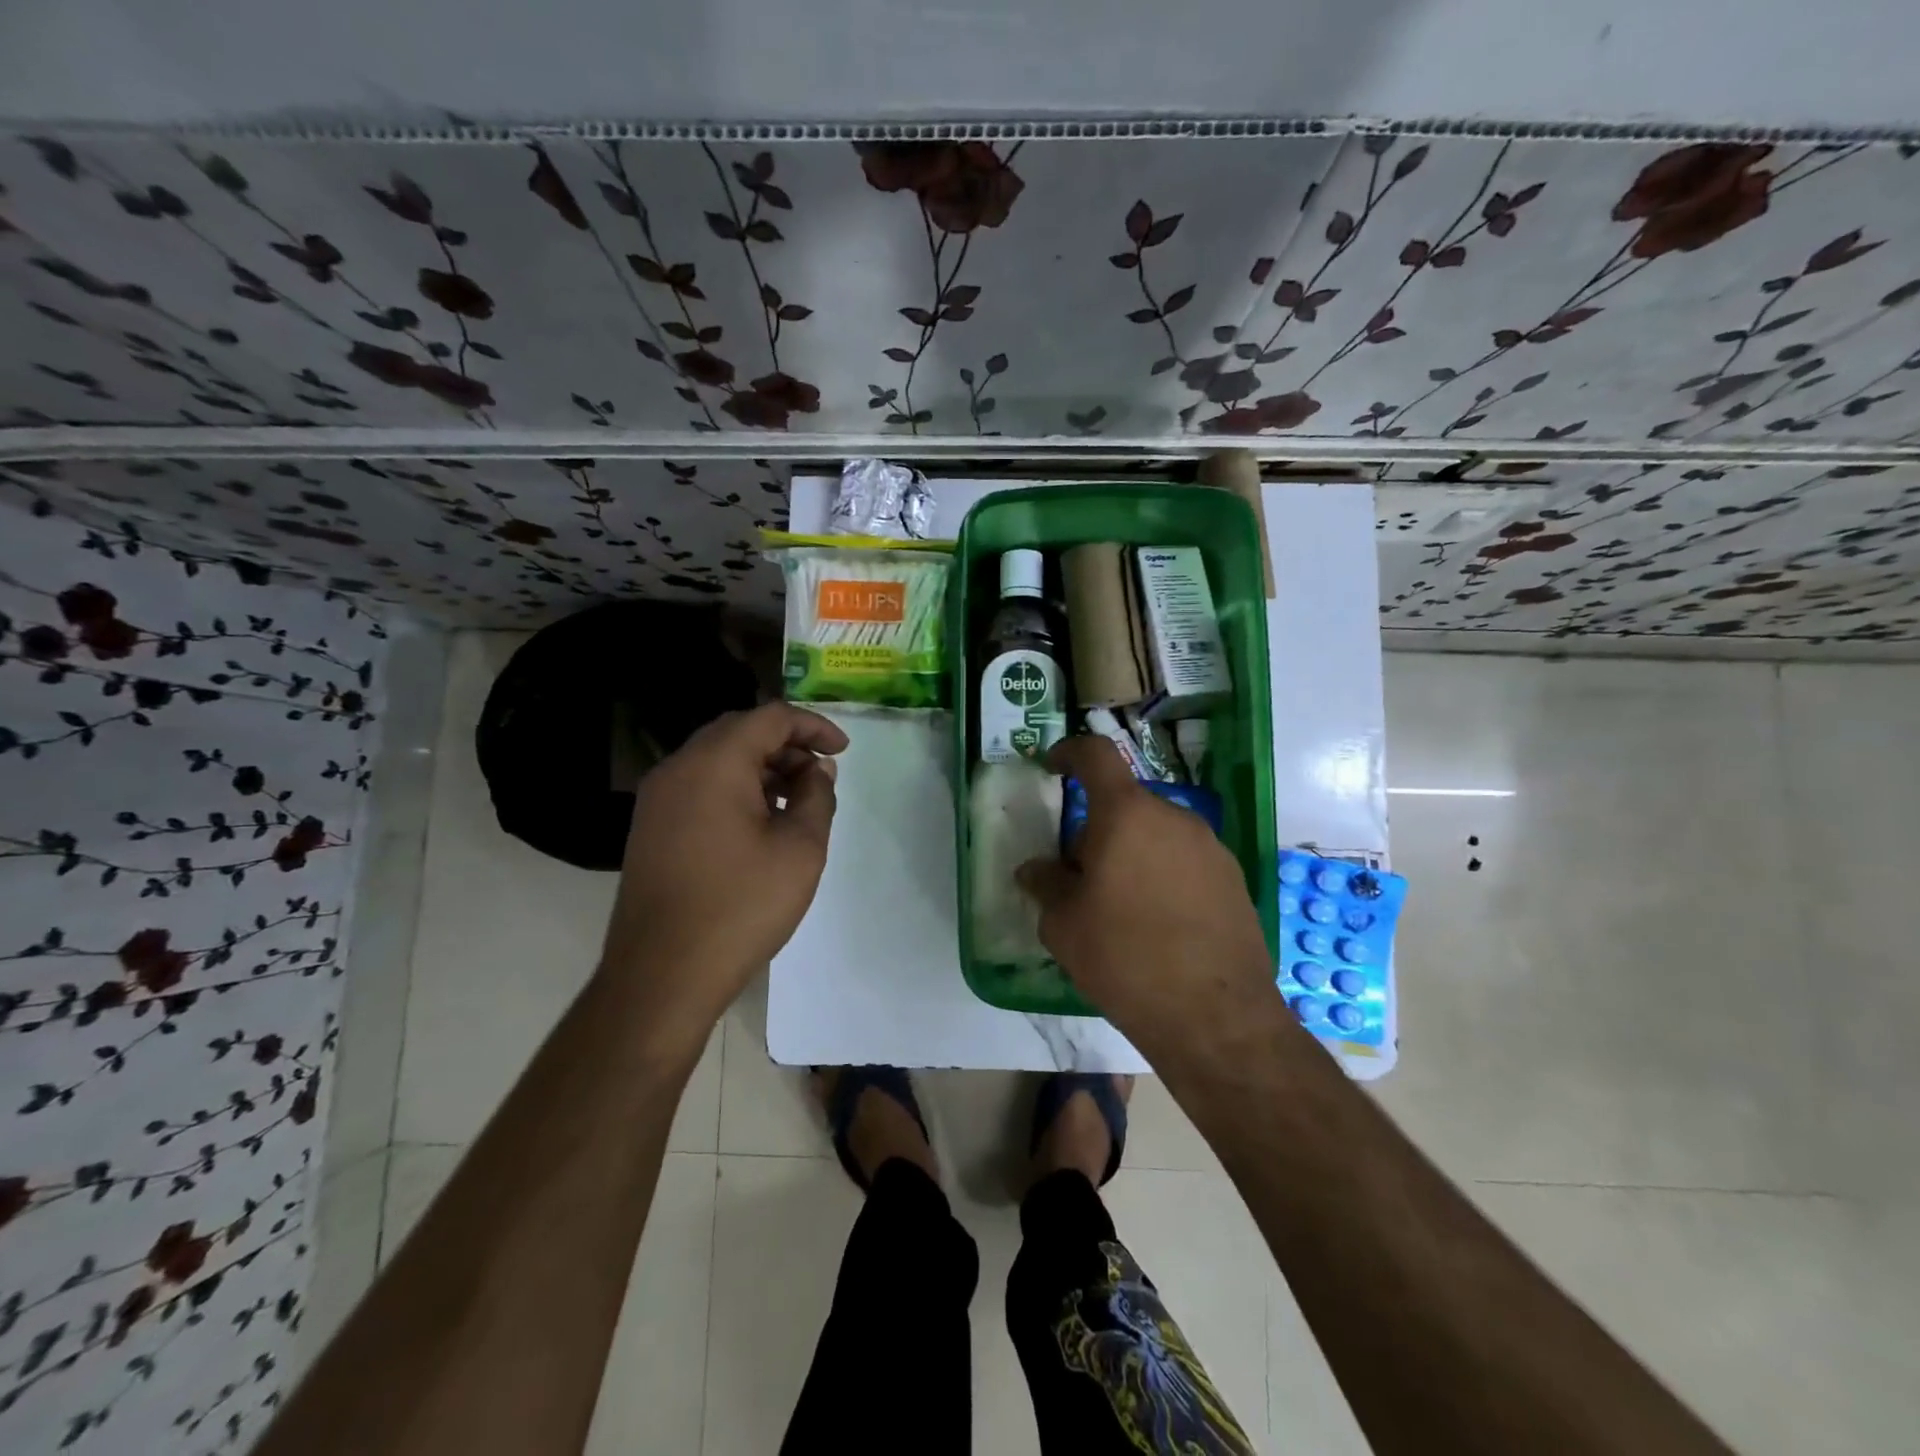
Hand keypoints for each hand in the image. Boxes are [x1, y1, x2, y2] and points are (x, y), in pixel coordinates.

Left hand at [601, 702, 847, 1024]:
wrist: (662, 975)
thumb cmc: (740, 906)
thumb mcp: (800, 849)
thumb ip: (817, 797)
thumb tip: (817, 770)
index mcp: (715, 763)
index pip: (771, 717)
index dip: (813, 726)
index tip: (843, 751)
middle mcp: (679, 768)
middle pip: (740, 732)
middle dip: (787, 745)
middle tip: (821, 775)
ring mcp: (658, 798)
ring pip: (717, 759)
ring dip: (761, 768)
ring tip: (796, 801)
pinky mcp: (651, 827)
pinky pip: (699, 786)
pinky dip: (735, 789)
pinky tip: (760, 823)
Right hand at [1016, 735, 1277, 1053]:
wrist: (1216, 1017)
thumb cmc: (1125, 958)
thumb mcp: (1064, 925)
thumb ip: (1046, 884)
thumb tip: (1036, 870)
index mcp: (1127, 814)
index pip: (1096, 755)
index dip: (1069, 753)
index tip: (1052, 767)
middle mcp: (1174, 817)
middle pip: (1125, 806)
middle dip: (1097, 831)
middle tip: (1080, 879)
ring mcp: (1210, 847)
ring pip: (1155, 835)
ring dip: (1130, 855)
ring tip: (1119, 910)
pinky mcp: (1233, 879)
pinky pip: (1183, 861)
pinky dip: (1162, 876)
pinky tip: (1157, 926)